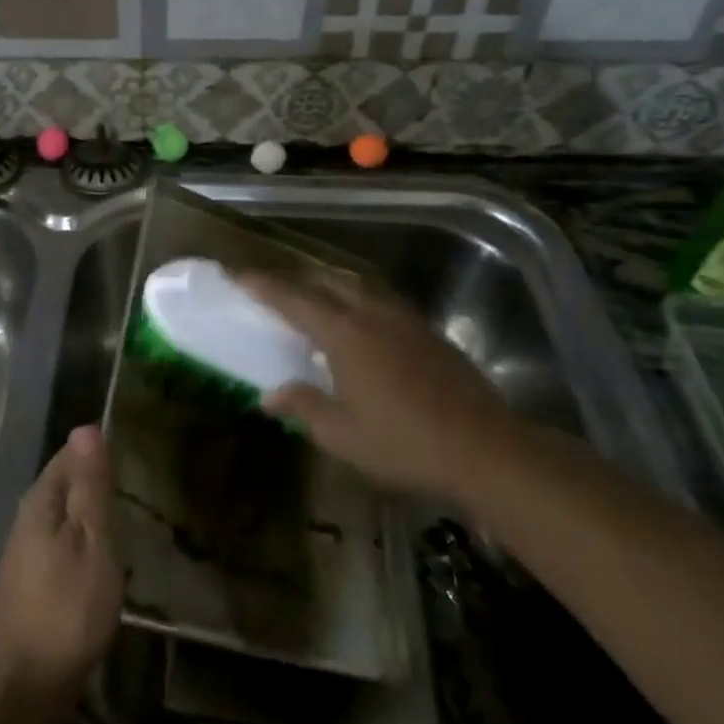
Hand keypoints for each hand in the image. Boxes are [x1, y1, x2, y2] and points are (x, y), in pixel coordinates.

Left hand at [0, 425, 122, 723]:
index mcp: (41, 502)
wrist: (22, 687)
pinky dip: (85, 541)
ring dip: (91, 511)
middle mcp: (28, 519)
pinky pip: (63, 544)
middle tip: (139, 476)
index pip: (69, 455)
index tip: (132, 444)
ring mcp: (26, 553)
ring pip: (64, 516)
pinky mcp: (32, 583)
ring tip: (129, 511)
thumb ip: (89, 488)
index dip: (98, 448)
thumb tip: (85, 427)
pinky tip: (105, 554)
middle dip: (95, 478)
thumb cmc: (65, 609)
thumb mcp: (90, 543)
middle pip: (65, 484)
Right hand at [238, 269, 520, 498]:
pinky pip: (383, 302)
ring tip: (315, 300)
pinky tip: (361, 324)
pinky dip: (360, 301)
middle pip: (328, 281)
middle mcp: (373, 315)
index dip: (263, 286)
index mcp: (345, 334)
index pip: (293, 300)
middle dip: (297, 279)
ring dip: (331, 286)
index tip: (238, 274)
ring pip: (360, 287)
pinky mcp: (429, 333)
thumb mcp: (341, 434)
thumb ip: (303, 407)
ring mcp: (406, 321)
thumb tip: (270, 396)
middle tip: (275, 288)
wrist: (485, 449)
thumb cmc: (403, 443)